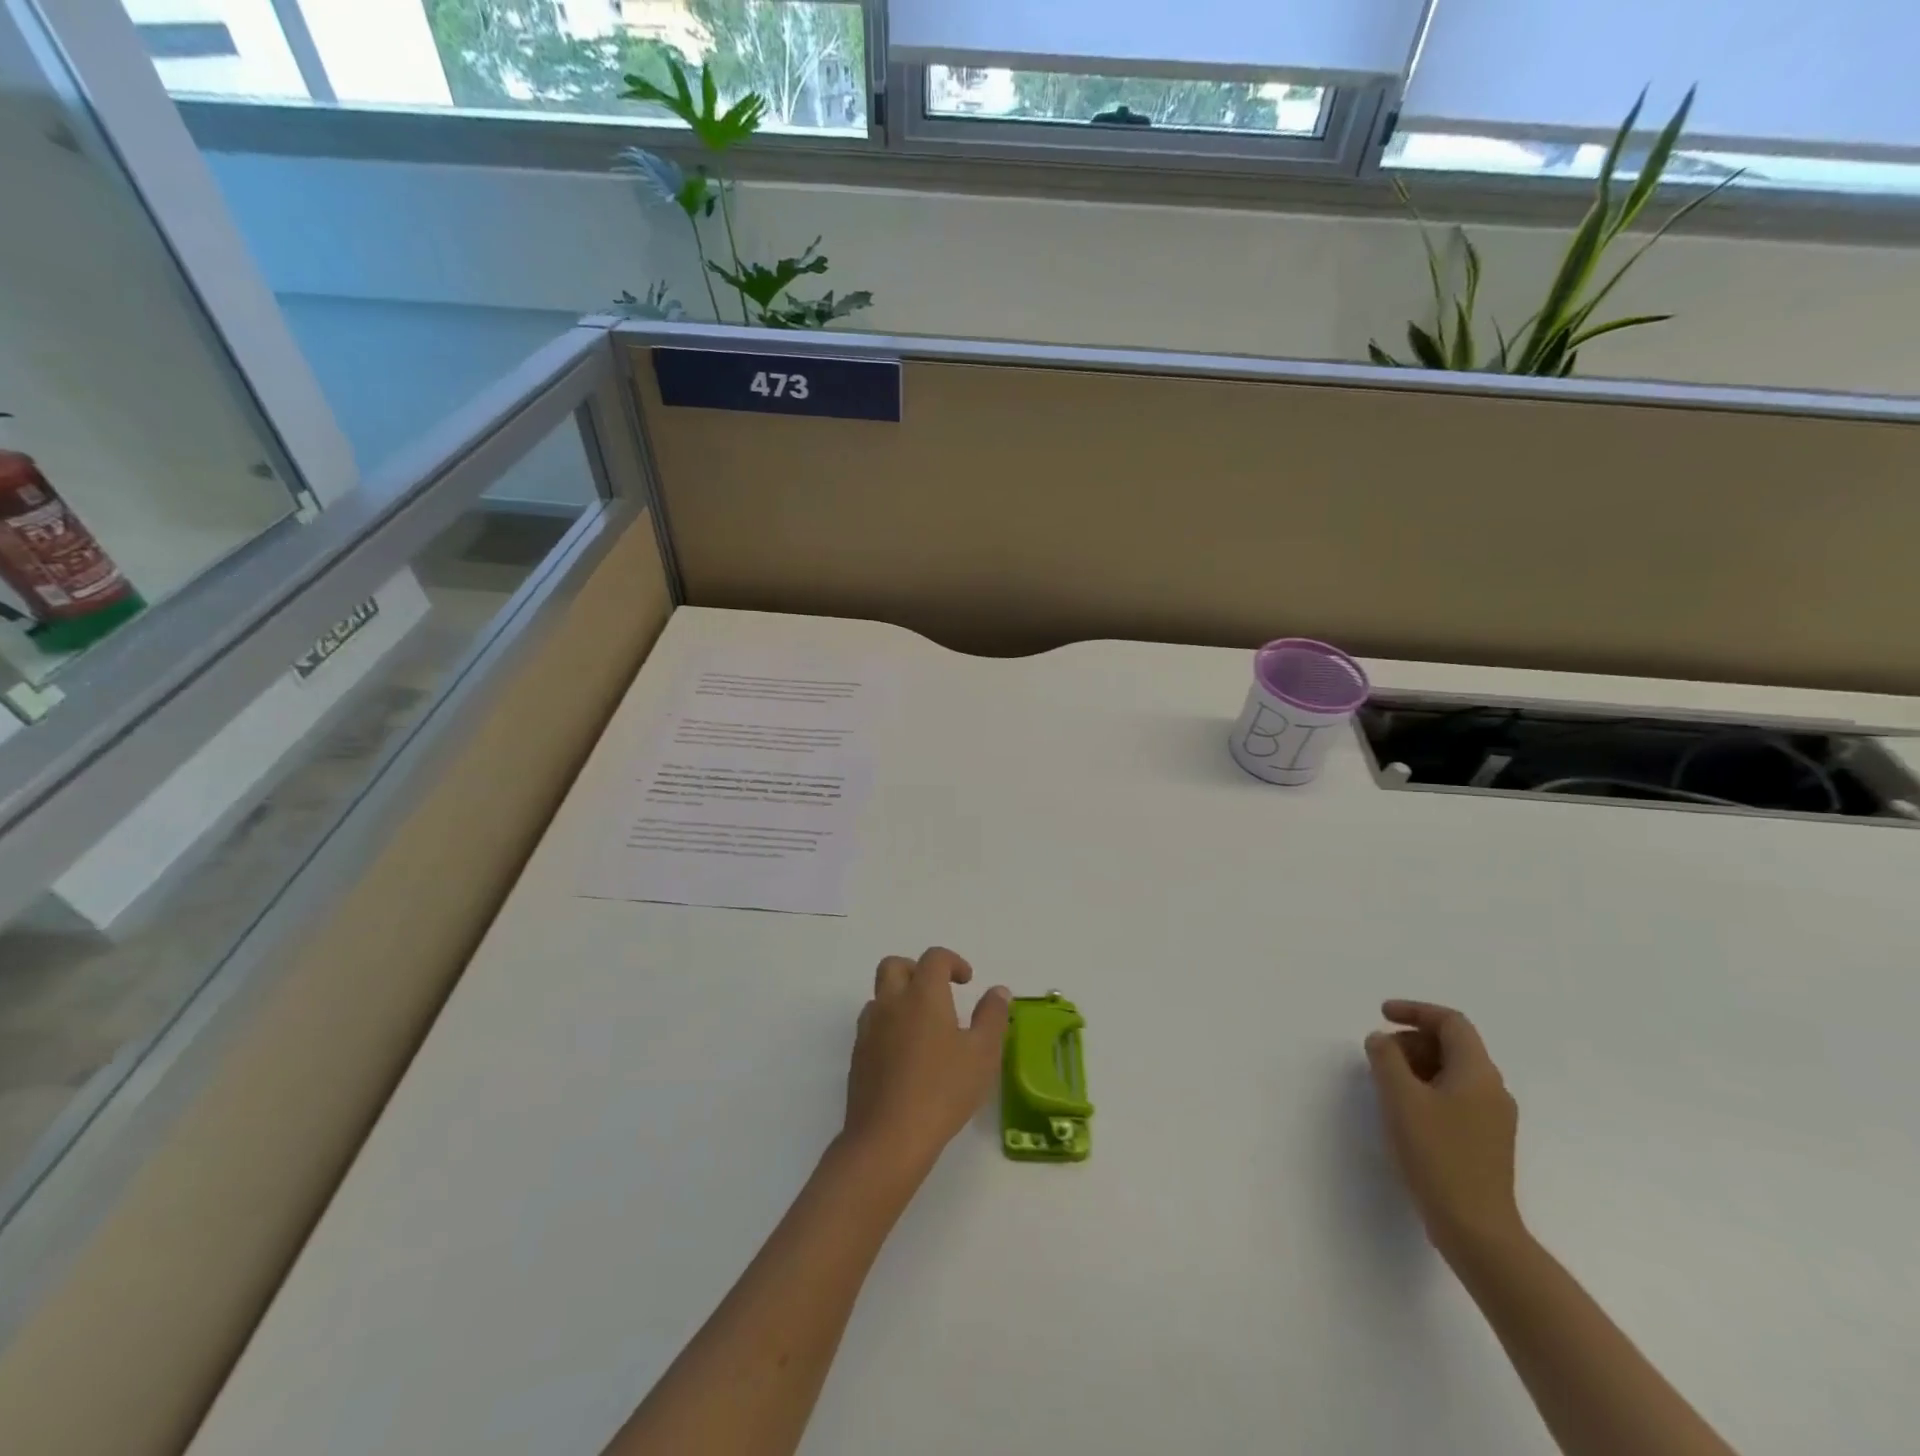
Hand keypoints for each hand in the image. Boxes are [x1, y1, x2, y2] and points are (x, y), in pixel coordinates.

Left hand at [843, 948, 1009, 1178]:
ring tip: (924, 1027)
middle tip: (938, 992)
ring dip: (900, 998)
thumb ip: (992, 1016)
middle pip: (894, 966)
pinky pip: (872, 1026)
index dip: (952, 962)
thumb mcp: (983, 1054)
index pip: (934, 958)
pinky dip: (888, 1026)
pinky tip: (906, 1056)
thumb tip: (998, 991)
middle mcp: (891, 1003)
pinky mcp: (857, 1056)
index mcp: (923, 995)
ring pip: (880, 996)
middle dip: (916, 970)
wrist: (888, 1138)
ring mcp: (869, 1029)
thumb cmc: (943, 1090)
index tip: (967, 981)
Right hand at [1365, 999, 1523, 1264]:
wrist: (1476, 1229)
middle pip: (1453, 1046)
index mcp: (1478, 1073)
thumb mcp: (1400, 1098)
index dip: (1415, 1011)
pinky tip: (1404, 1109)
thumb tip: (1382, 1040)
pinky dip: (1427, 1088)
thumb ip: (1386, 1058)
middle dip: (1412, 1040)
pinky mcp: (1485, 1141)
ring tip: (1385, 1082)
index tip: (1381, 1015)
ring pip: (1453, 1072)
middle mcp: (1493, 1090)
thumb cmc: (1437, 1155)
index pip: (1451, 1022)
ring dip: (1417, 1065)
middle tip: (1378, 1055)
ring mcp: (1493, 1119)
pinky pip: (1455, 1096)